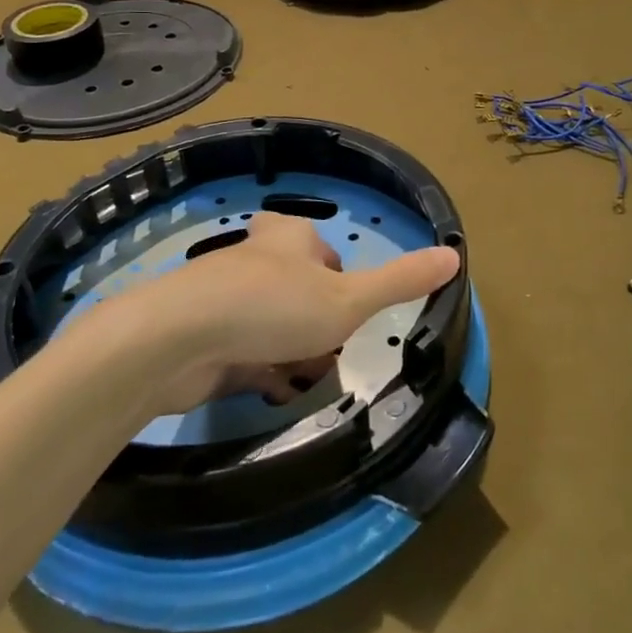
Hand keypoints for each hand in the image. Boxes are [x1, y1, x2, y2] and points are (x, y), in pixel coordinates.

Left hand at [127, 213, 460, 414]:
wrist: (176, 340)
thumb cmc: (274, 308)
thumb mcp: (349, 299)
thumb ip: (400, 281)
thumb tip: (455, 254)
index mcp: (290, 238)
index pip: (325, 253)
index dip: (342, 284)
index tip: (348, 316)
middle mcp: (255, 259)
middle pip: (296, 288)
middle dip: (315, 324)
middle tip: (329, 354)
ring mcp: (223, 298)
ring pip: (268, 323)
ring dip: (289, 352)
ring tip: (301, 381)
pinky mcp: (201, 335)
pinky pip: (240, 352)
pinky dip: (258, 371)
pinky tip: (268, 393)